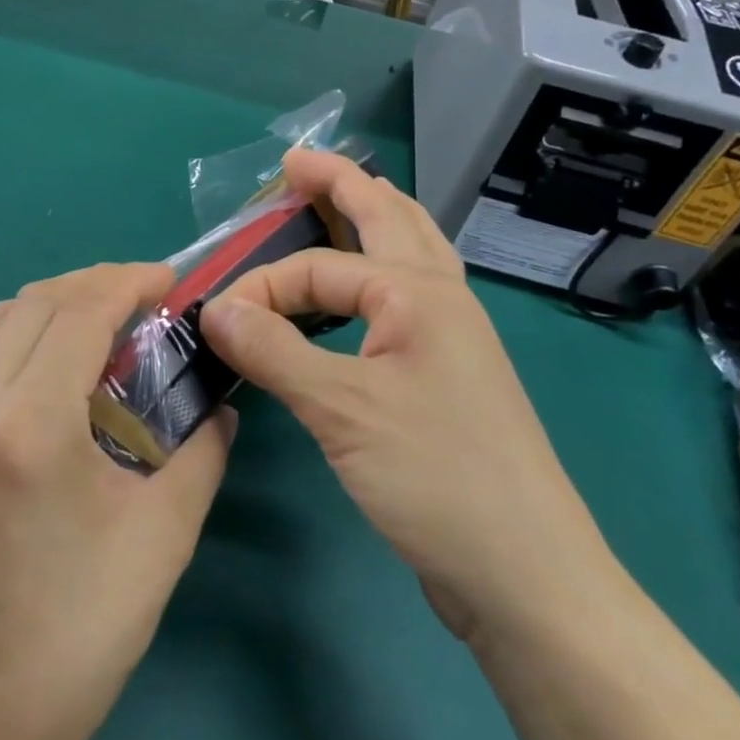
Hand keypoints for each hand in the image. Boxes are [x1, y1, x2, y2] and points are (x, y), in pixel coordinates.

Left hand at [0, 263, 233, 739]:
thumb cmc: (86, 624)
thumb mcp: (167, 530)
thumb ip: (203, 447)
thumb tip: (219, 397)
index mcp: (28, 429)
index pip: (78, 312)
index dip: (128, 281)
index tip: (169, 281)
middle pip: (35, 302)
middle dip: (96, 283)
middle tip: (145, 296)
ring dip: (57, 303)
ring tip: (106, 318)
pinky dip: (25, 334)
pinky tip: (61, 360)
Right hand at [200, 151, 615, 647]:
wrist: (526, 576)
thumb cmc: (437, 478)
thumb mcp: (343, 410)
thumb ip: (273, 350)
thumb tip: (213, 307)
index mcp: (419, 293)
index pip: (318, 268)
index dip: (261, 286)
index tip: (215, 319)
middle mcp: (440, 298)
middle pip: (388, 217)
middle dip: (341, 184)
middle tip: (296, 163)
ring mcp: (451, 336)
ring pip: (410, 251)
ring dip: (373, 216)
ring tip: (340, 198)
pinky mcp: (448, 373)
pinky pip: (407, 296)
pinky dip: (381, 270)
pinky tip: (366, 289)